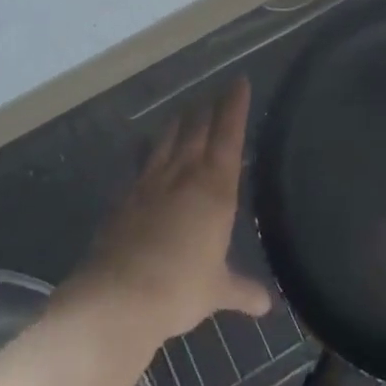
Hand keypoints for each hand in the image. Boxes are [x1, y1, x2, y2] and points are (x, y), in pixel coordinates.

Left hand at [75, 78, 271, 341]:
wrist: (118, 299)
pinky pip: (139, 163)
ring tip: (185, 109)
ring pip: (168, 140)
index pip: (229, 135)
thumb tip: (266, 304)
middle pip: (198, 129)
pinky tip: (143, 145)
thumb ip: (242, 289)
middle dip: (208, 108)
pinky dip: (145, 150)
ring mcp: (150, 183)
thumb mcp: (217, 291)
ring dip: (178, 122)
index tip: (239, 81)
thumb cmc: (181, 289)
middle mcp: (184, 175)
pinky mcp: (124, 198)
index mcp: (215, 188)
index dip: (235, 106)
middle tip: (215, 92)